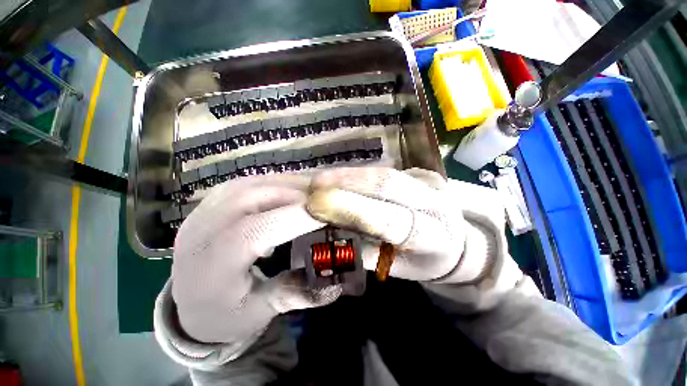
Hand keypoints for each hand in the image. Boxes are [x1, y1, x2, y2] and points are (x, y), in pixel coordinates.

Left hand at [171, 174, 341, 343]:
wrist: (186, 304)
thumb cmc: (223, 313)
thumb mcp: (259, 311)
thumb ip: (295, 292)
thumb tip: (335, 283)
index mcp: (214, 262)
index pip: (258, 229)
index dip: (297, 217)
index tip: (329, 214)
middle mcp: (205, 228)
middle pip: (257, 197)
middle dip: (298, 195)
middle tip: (326, 199)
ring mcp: (205, 209)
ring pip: (254, 183)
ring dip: (288, 184)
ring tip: (313, 191)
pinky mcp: (212, 201)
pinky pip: (248, 182)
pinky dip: (275, 182)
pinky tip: (290, 189)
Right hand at [307, 167, 502, 282]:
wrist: (459, 240)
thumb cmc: (427, 260)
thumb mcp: (400, 268)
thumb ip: (368, 253)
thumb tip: (331, 238)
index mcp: (434, 235)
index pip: (389, 220)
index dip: (352, 209)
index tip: (317, 204)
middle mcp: (435, 202)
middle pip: (387, 185)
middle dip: (346, 183)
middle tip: (314, 187)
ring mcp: (430, 181)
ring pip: (384, 172)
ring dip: (349, 175)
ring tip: (321, 180)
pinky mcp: (421, 171)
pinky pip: (384, 169)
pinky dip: (358, 173)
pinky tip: (339, 176)